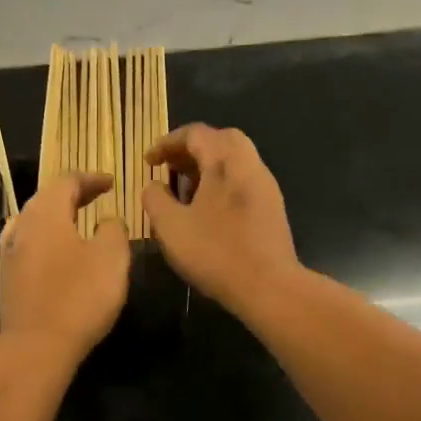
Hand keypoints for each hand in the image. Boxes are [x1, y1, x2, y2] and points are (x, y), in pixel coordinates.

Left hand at [0, 172, 130, 366]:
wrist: (36, 346)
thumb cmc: (79, 297)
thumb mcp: (111, 258)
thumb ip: (113, 230)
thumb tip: (106, 220)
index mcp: (46, 213)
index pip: (66, 181)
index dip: (90, 179)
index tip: (110, 183)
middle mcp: (22, 226)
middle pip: (46, 198)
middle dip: (72, 195)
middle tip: (97, 197)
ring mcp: (9, 253)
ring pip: (34, 222)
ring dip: (58, 217)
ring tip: (79, 223)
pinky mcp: (7, 278)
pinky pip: (29, 245)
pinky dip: (48, 239)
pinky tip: (59, 253)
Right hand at [141, 125, 299, 311]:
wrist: (269, 286)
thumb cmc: (215, 252)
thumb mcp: (170, 226)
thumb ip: (155, 199)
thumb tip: (153, 186)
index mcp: (225, 161)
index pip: (195, 133)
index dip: (167, 143)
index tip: (149, 162)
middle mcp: (249, 164)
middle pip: (221, 140)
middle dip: (191, 150)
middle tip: (170, 168)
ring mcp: (265, 186)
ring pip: (235, 161)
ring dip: (207, 167)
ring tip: (184, 191)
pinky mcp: (272, 207)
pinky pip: (243, 181)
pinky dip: (221, 183)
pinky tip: (207, 210)